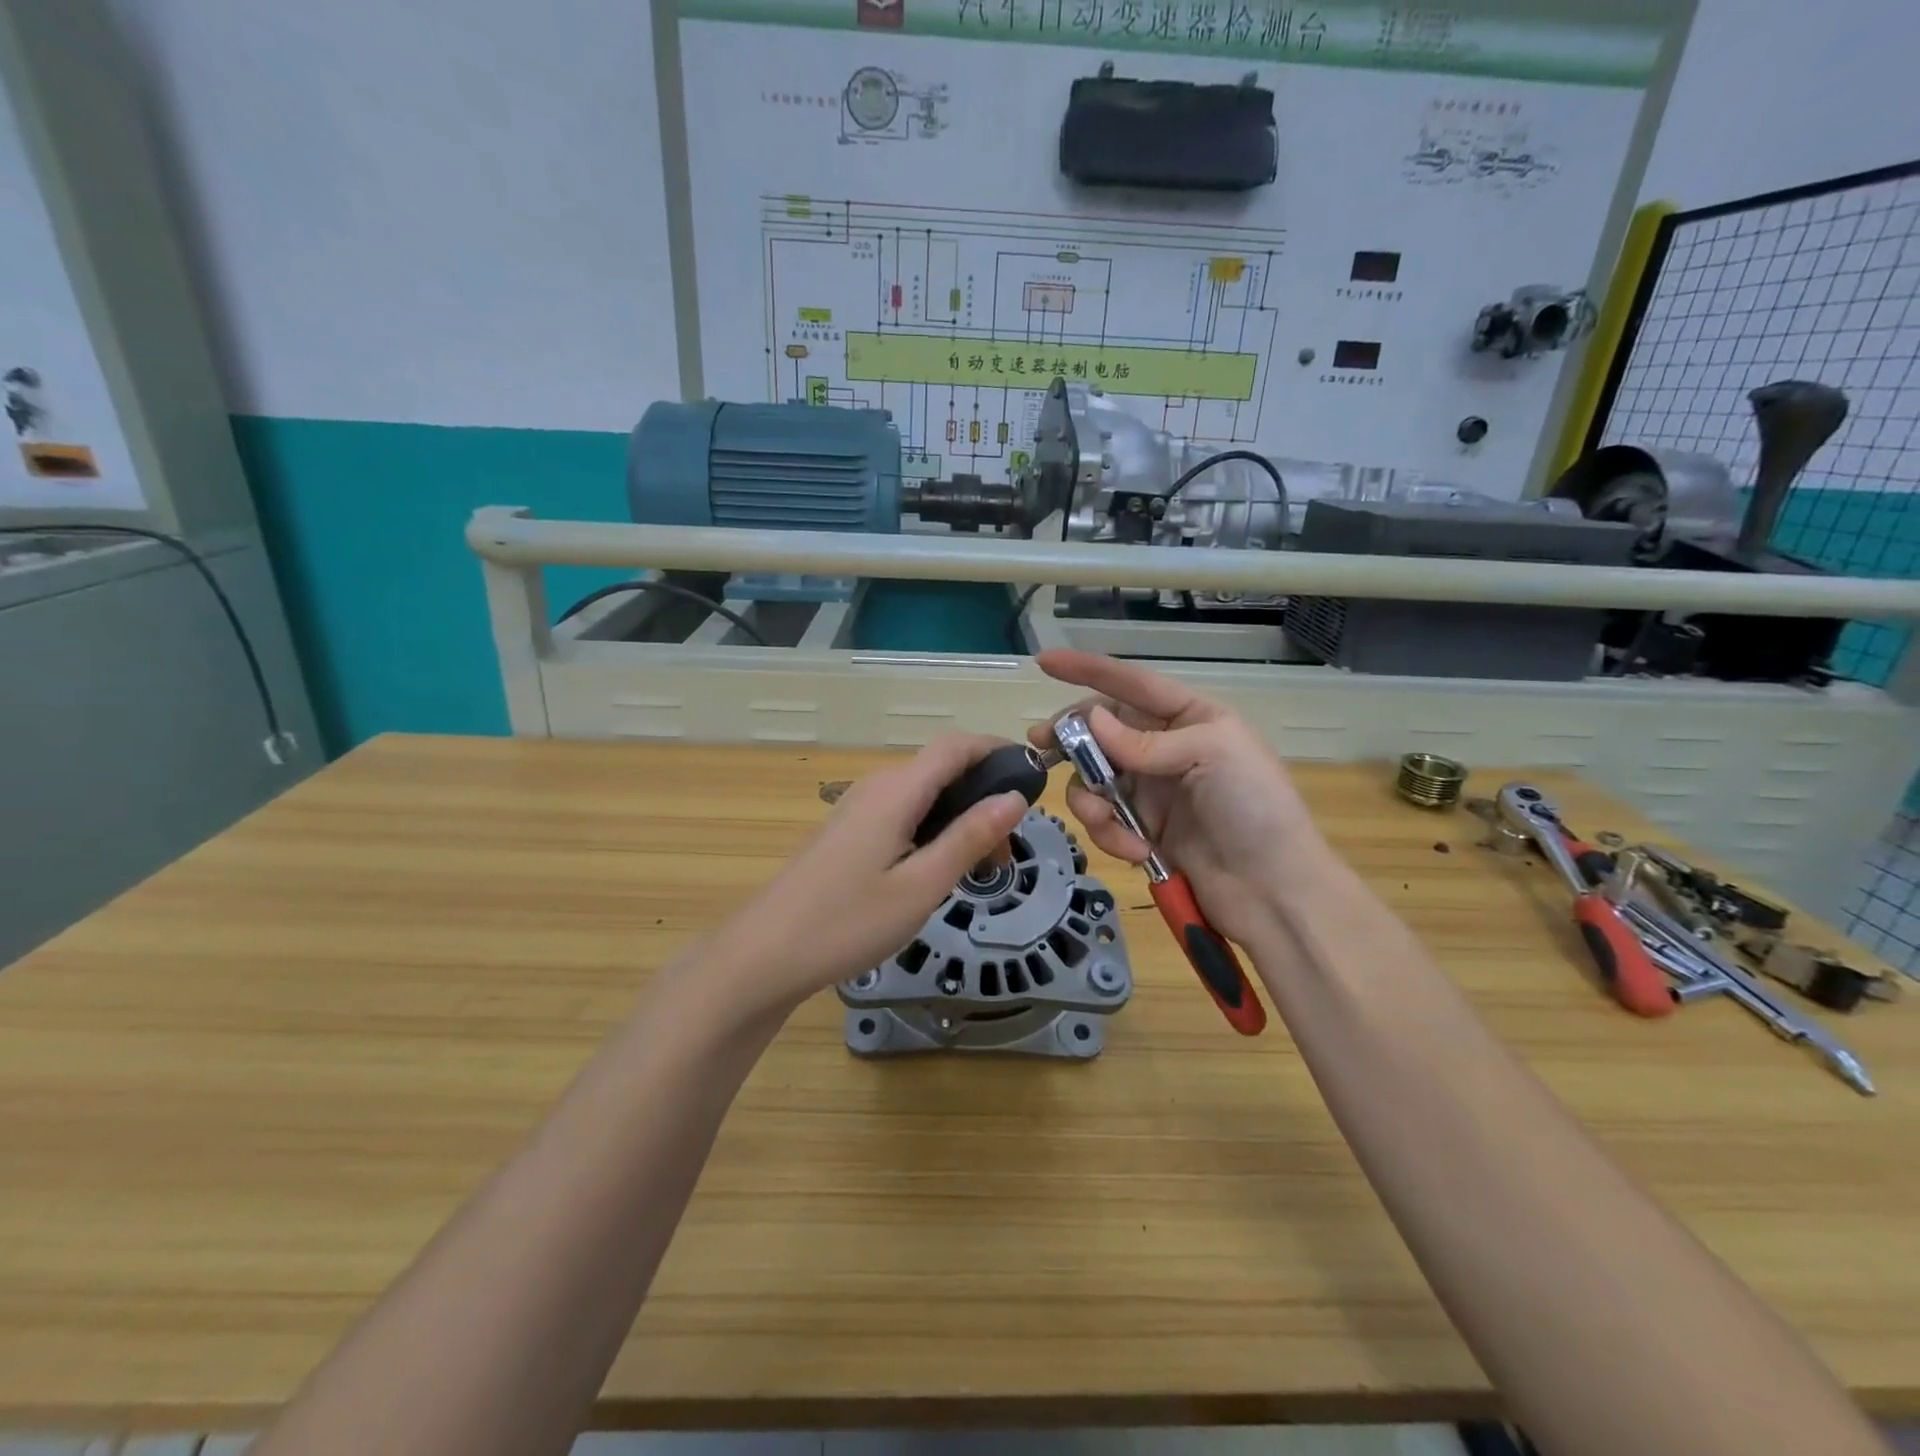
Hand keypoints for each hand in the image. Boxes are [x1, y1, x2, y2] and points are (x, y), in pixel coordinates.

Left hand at [705, 736, 1028, 1018]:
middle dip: (983, 795)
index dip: (997, 750)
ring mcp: (857, 808)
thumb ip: (969, 838)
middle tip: (1007, 850)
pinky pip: (902, 813)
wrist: (764, 955)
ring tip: (980, 867)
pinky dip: (932, 829)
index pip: (956, 746)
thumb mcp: (921, 886)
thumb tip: (1015, 797)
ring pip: (922, 794)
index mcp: (896, 790)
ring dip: (959, 817)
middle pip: (941, 769)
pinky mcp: (847, 831)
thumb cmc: (847, 922)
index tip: (1034, 778)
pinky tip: (936, 870)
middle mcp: (876, 786)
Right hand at [1025, 650, 1330, 950]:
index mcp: (1190, 718)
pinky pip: (1103, 819)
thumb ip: (1147, 741)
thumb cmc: (1255, 808)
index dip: (1088, 670)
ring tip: (1107, 823)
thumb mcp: (1212, 755)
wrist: (1273, 891)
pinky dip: (1109, 833)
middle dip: (1071, 737)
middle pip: (1101, 730)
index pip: (1132, 684)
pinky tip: (1136, 851)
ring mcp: (1150, 790)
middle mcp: (1165, 748)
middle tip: (1042, 745)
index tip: (1044, 662)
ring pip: (1093, 778)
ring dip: (1091, 800)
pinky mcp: (1140, 829)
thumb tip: (1092, 721)